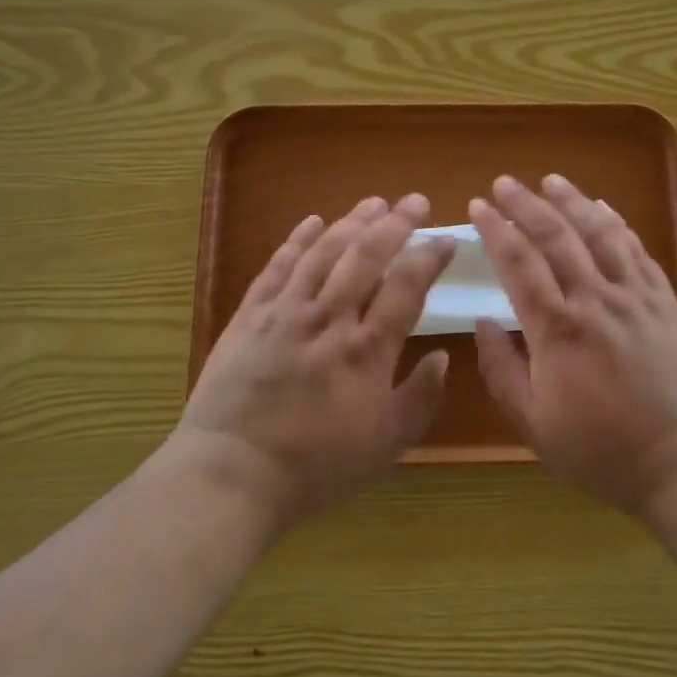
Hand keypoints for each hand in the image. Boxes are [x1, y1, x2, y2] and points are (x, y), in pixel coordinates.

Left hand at [176, 194, 456, 529]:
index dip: (428, 258)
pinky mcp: (250, 316)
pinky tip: (312, 222)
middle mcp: (329, 318)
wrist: (231, 474)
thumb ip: (419, 399)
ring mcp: (285, 312)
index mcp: (367, 349)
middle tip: (415, 201)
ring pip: (323, 252)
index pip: (406, 287)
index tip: (445, 240)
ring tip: (373, 203)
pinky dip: (296, 240)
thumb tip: (443, 358)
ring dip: (351, 222)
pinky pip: (277, 267)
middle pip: (366, 256)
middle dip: (395, 224)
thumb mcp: (385, 446)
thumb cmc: (315, 467)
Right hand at [471, 175, 676, 515]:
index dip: (496, 229)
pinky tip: (604, 208)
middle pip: (556, 236)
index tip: (478, 206)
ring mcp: (636, 297)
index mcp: (557, 329)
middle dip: (526, 204)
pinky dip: (617, 223)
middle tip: (505, 183)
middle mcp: (595, 300)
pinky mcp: (666, 302)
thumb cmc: (604, 451)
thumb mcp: (535, 425)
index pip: (518, 263)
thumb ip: (502, 371)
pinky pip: (638, 250)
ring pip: (599, 233)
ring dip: (572, 201)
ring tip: (551, 180)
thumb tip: (484, 322)